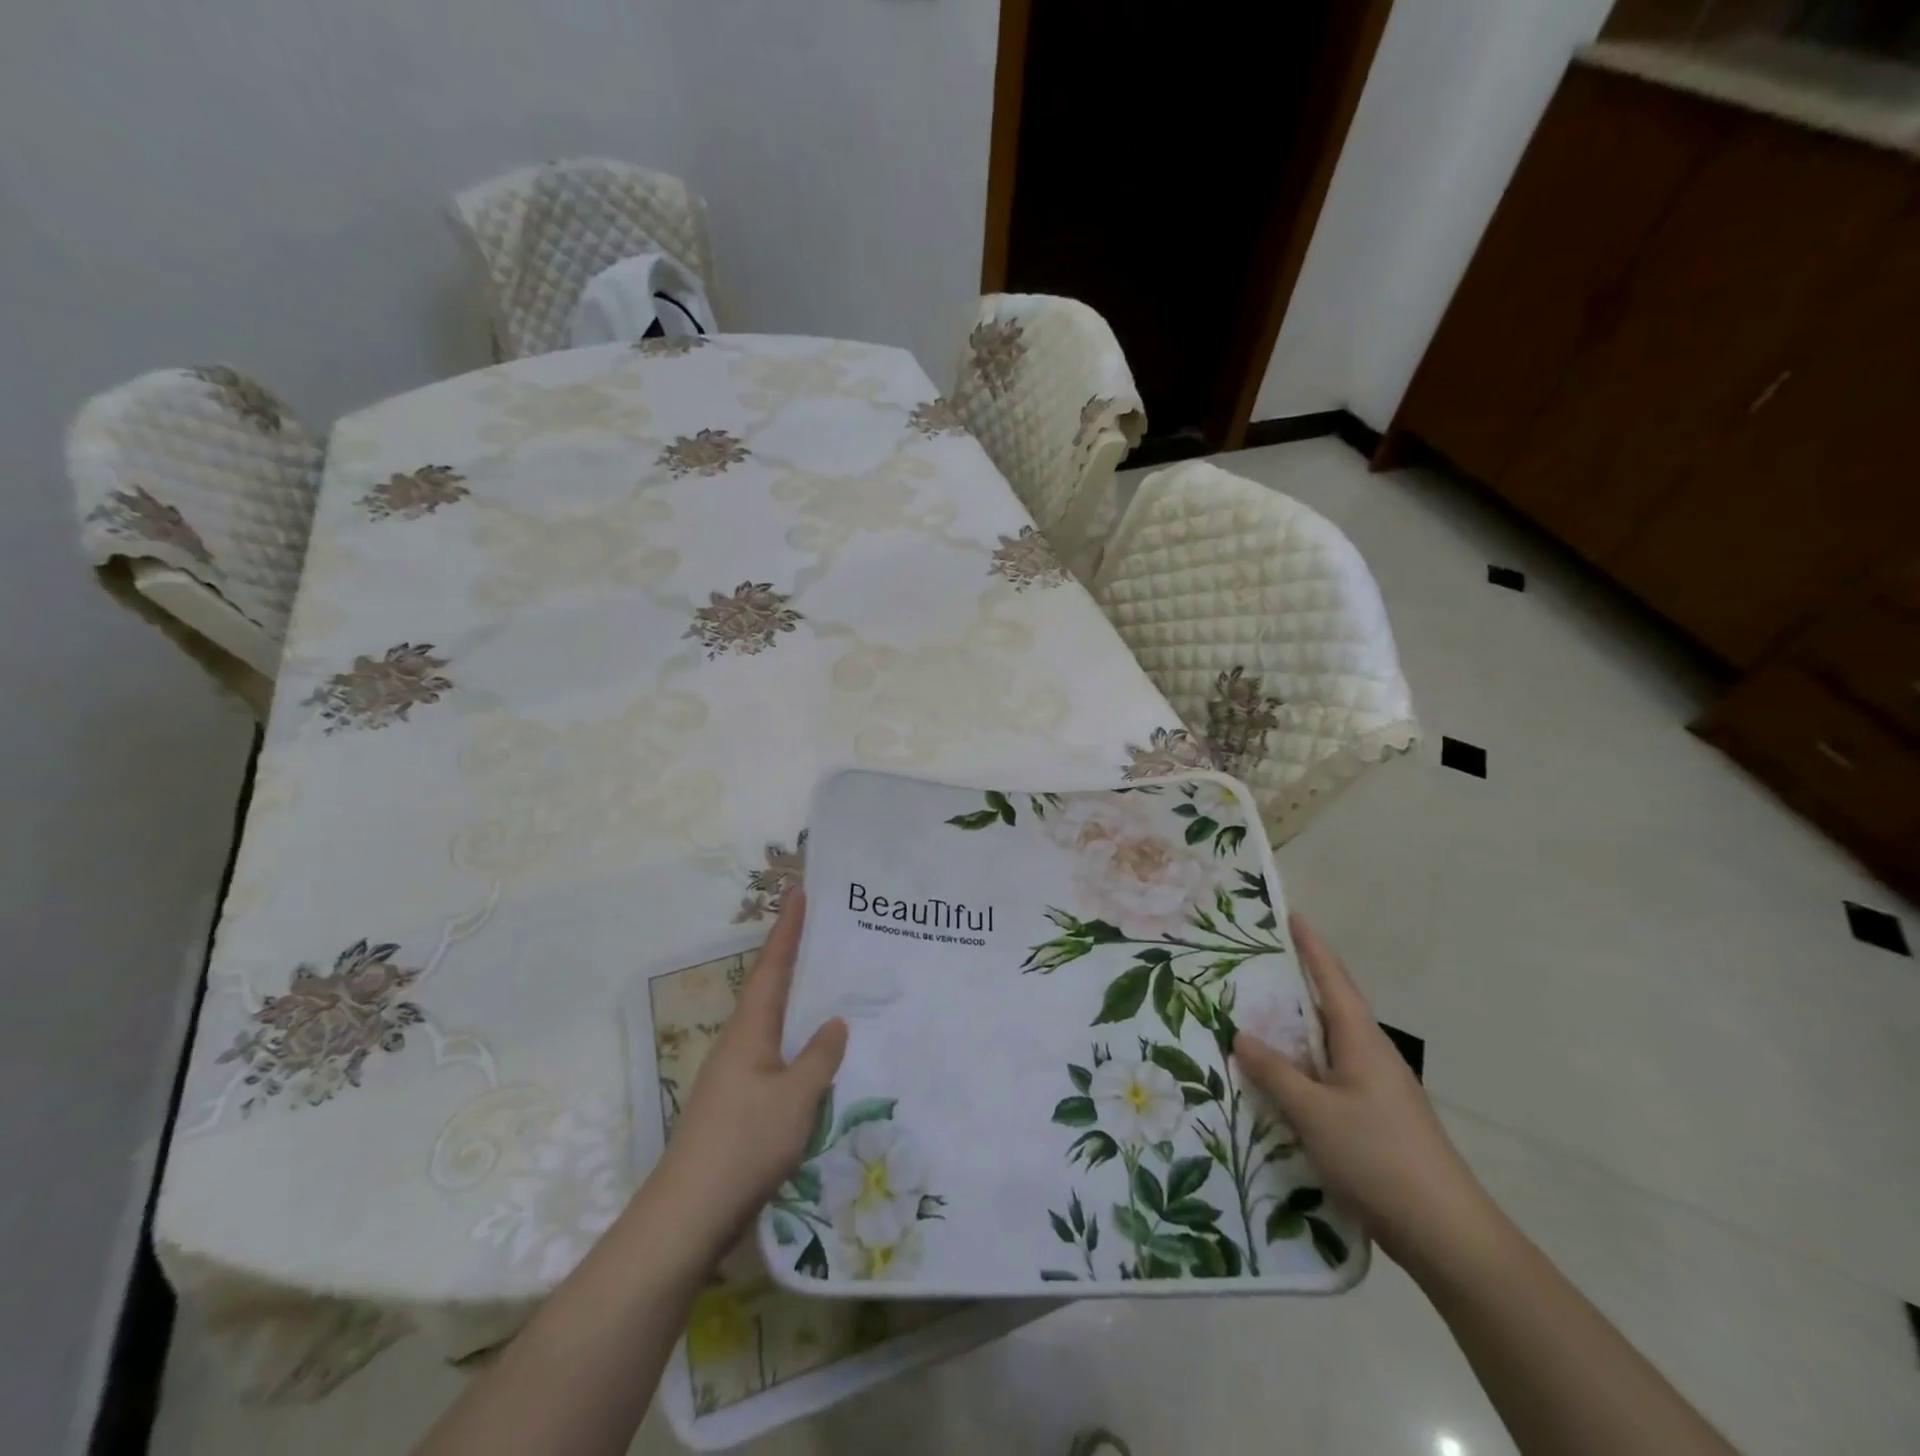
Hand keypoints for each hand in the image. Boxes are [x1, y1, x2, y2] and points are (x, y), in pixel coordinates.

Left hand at [649, 888, 847, 1258]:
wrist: (689, 1215)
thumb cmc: (744, 1144)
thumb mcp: (795, 1097)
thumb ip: (819, 1057)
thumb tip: (835, 1022)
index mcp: (750, 1030)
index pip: (773, 966)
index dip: (788, 928)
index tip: (799, 891)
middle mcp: (740, 1043)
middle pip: (770, 987)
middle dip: (794, 955)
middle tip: (824, 929)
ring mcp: (737, 1074)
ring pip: (774, 1021)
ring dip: (797, 997)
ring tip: (831, 982)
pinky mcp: (741, 1103)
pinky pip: (776, 1054)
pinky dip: (798, 1039)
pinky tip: (818, 1053)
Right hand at [1233, 914, 1496, 1277]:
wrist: (1445, 1233)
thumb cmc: (1378, 1156)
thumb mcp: (1314, 1112)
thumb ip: (1275, 1072)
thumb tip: (1239, 1034)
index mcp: (1361, 1039)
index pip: (1331, 978)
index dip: (1310, 945)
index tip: (1289, 914)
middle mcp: (1371, 1053)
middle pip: (1330, 1004)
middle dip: (1297, 979)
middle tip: (1254, 961)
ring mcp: (1375, 1086)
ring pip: (1327, 1042)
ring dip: (1294, 1025)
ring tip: (1253, 1013)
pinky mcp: (1374, 1116)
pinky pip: (1329, 1073)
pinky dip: (1301, 1063)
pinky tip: (1276, 1076)